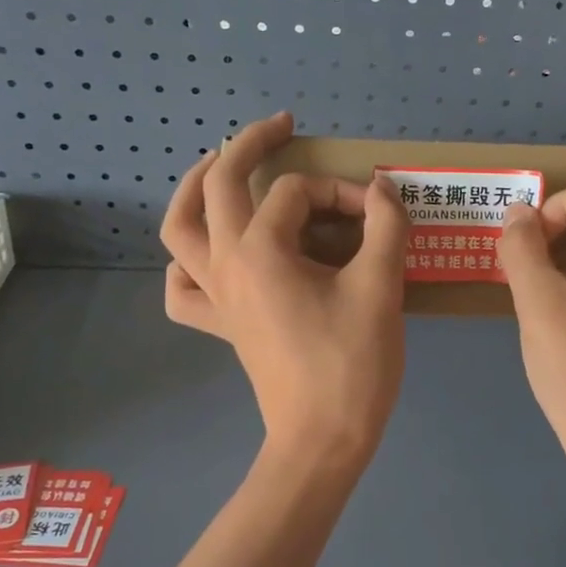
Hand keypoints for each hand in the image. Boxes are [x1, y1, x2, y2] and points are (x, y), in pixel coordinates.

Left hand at [160, 112, 409, 460]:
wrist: (322, 439)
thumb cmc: (352, 364)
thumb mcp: (380, 287)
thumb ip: (386, 227)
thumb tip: (383, 189)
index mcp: (261, 250)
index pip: (299, 193)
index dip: (343, 193)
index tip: (379, 215)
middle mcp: (225, 263)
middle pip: (218, 184)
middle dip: (248, 145)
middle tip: (280, 127)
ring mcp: (215, 296)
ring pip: (179, 229)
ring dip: (194, 190)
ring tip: (217, 168)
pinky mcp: (221, 325)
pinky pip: (183, 288)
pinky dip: (186, 264)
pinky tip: (207, 256)